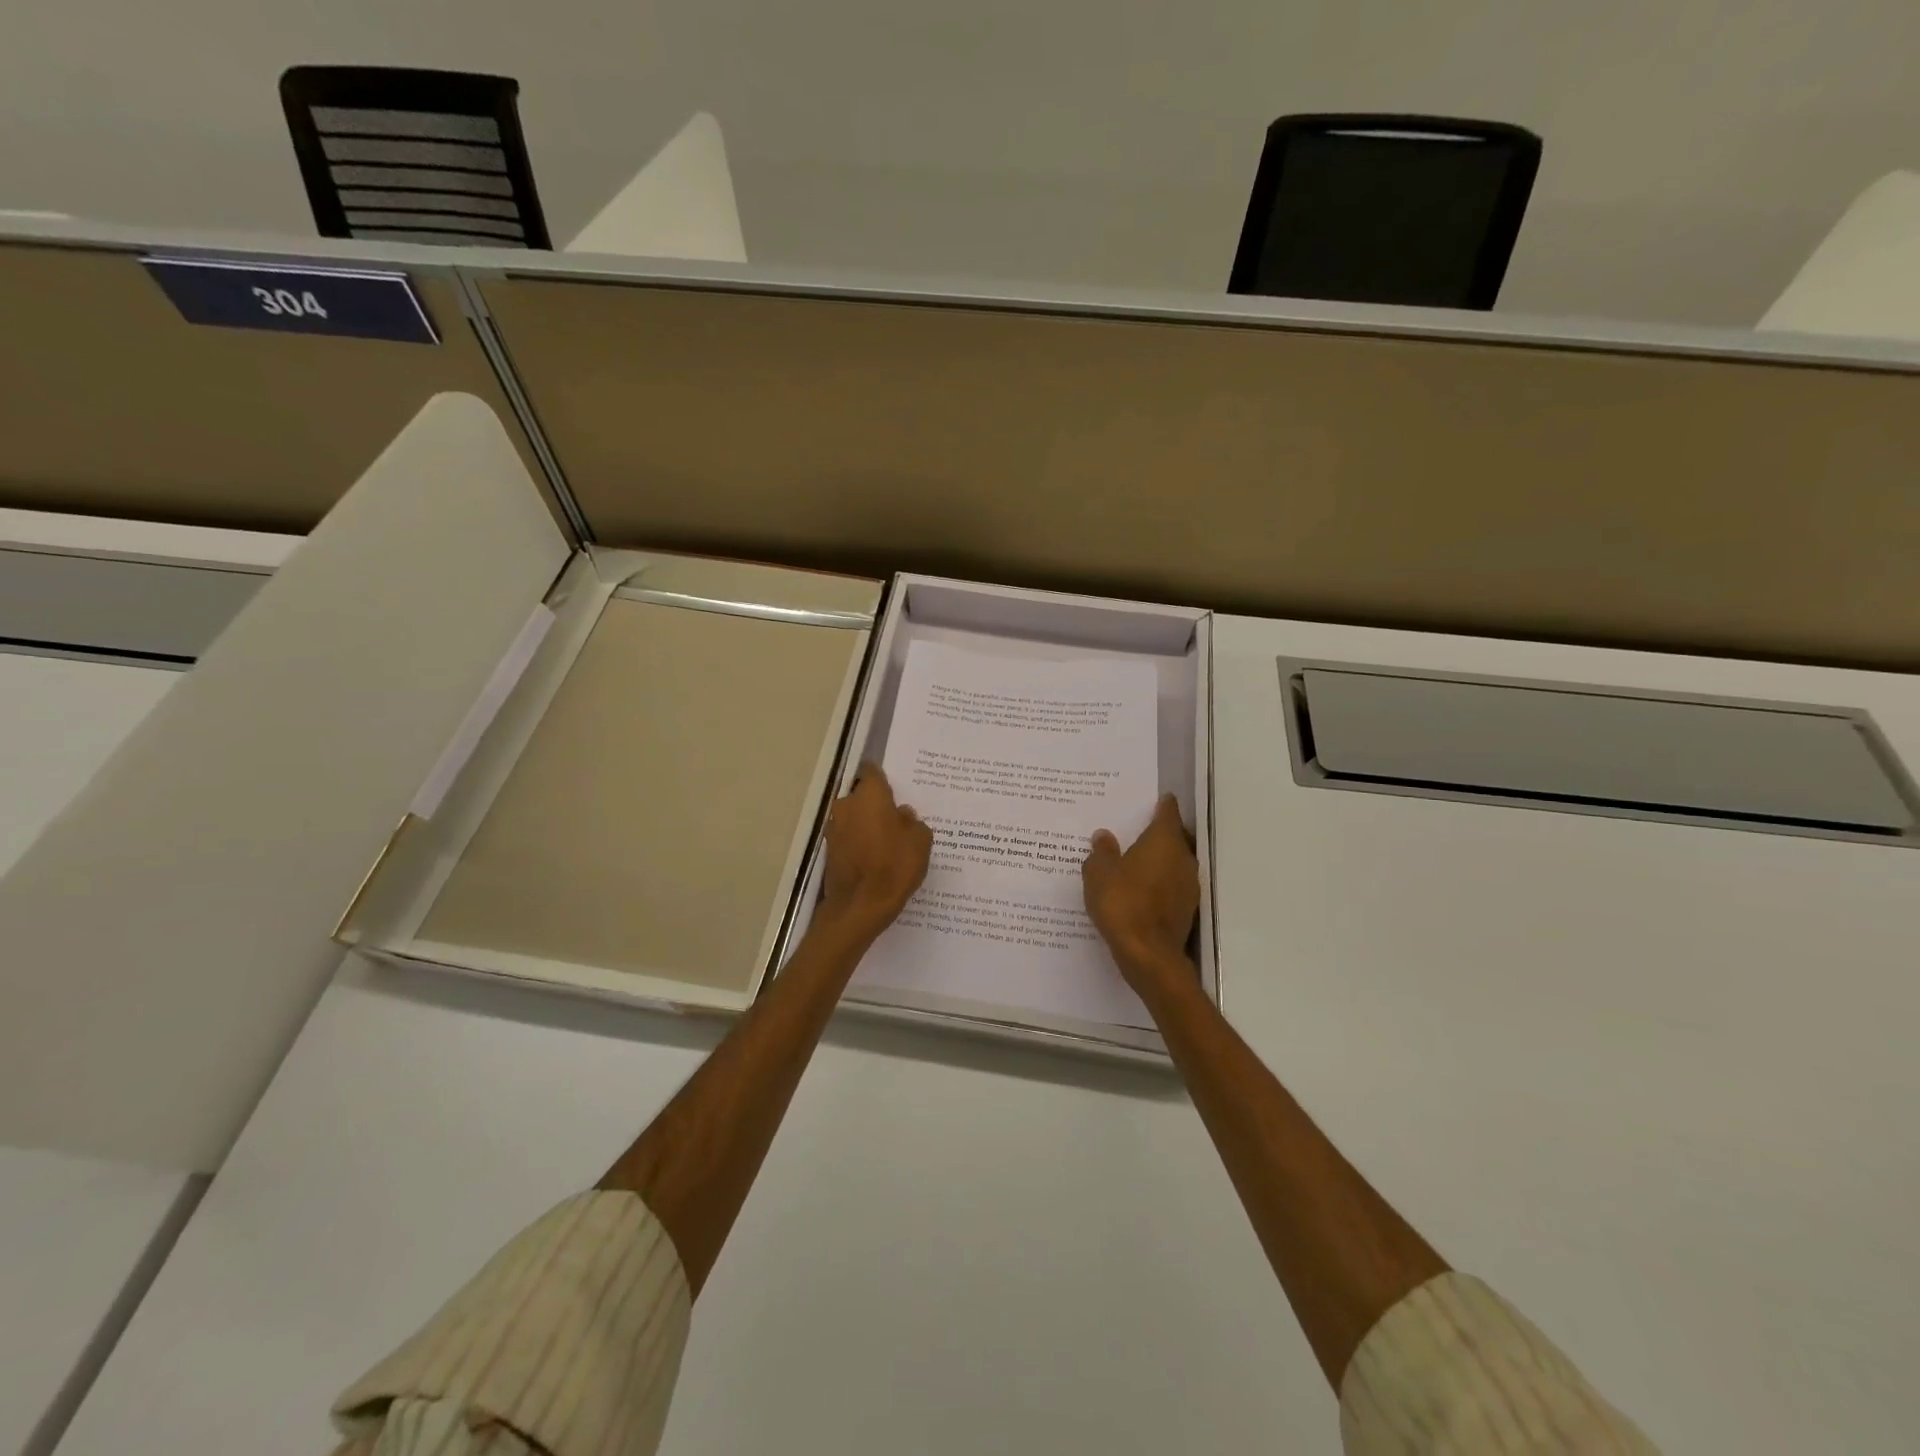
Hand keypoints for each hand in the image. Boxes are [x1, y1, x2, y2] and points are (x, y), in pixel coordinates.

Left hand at [817, 764, 932, 941]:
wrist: (860, 906)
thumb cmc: (894, 866)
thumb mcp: (920, 841)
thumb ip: (912, 821)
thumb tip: (902, 815)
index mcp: (870, 795)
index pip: (872, 771)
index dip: (883, 777)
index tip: (894, 787)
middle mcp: (847, 805)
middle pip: (862, 796)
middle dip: (877, 804)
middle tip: (897, 819)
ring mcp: (834, 828)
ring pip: (854, 818)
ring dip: (867, 825)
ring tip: (888, 842)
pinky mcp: (830, 850)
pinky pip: (849, 838)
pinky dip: (860, 843)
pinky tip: (876, 858)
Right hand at [1083, 793, 1199, 996]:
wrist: (1148, 954)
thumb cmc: (1122, 903)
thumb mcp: (1099, 874)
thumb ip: (1101, 852)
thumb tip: (1104, 836)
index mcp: (1163, 841)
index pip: (1168, 812)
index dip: (1162, 805)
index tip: (1155, 799)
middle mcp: (1183, 858)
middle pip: (1176, 837)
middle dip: (1160, 833)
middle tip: (1138, 830)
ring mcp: (1189, 885)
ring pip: (1176, 862)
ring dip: (1161, 860)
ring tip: (1137, 861)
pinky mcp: (1187, 909)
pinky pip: (1173, 886)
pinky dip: (1160, 883)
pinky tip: (1142, 890)